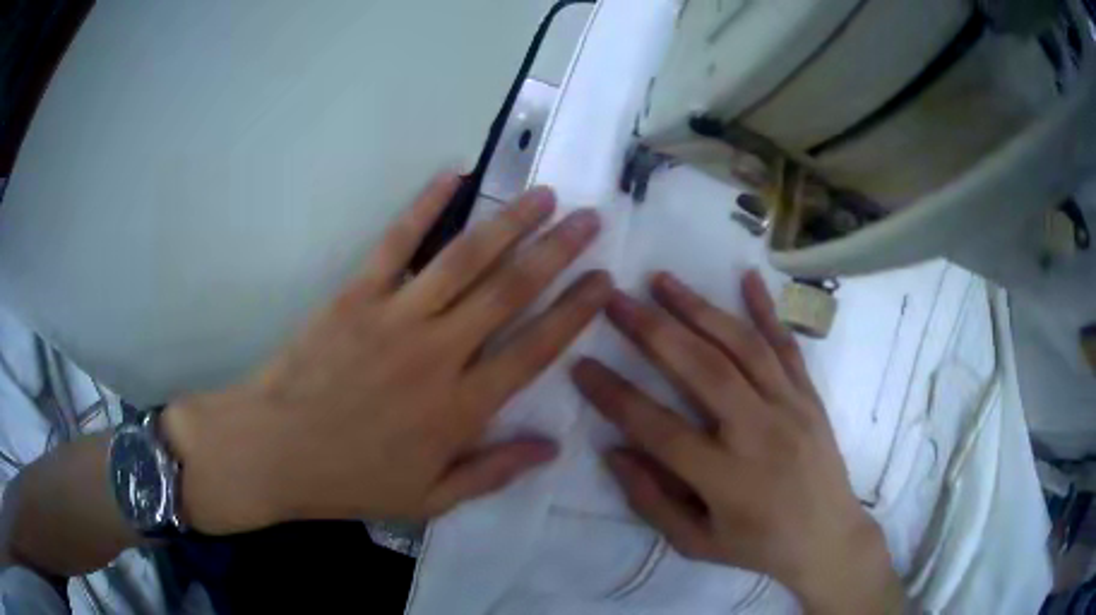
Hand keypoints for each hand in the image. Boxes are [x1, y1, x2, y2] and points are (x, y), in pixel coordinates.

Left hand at [164, 173, 610, 534]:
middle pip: (511, 290)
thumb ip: (493, 472)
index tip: (604, 280)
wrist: (274, 450)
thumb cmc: (350, 480)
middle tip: (589, 218)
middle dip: (557, 251)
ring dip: (510, 222)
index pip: (536, 349)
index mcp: (461, 409)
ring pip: (466, 259)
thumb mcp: (429, 500)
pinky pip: (397, 242)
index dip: (575, 311)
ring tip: (543, 194)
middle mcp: (439, 353)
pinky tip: (453, 175)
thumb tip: (553, 447)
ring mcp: (396, 317)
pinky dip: (425, 205)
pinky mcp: (357, 294)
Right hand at [572, 271, 904, 614]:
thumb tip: (614, 451)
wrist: (828, 537)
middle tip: (615, 299)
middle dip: (654, 330)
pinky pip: (787, 346)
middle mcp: (759, 433)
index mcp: (726, 478)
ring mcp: (791, 407)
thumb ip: (652, 502)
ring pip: (743, 347)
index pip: (659, 429)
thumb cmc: (758, 546)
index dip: (615, 397)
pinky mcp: (810, 395)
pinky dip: (767, 308)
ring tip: (662, 280)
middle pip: (703, 370)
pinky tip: (747, 276)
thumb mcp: (697, 543)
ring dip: (700, 308)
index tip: (580, 365)